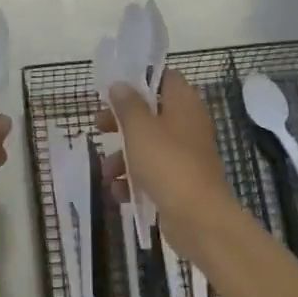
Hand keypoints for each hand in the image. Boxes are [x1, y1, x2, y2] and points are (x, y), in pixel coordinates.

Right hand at [96, 70, 241, 262]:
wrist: (198, 218)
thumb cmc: (167, 164)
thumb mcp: (140, 129)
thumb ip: (127, 105)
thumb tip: (120, 85)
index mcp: (183, 105)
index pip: (166, 78)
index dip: (141, 80)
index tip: (115, 89)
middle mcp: (187, 126)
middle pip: (151, 113)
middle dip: (122, 122)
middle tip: (99, 126)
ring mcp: (185, 156)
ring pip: (148, 146)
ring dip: (123, 157)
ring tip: (106, 172)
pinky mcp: (180, 182)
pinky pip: (152, 173)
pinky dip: (134, 180)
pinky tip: (119, 193)